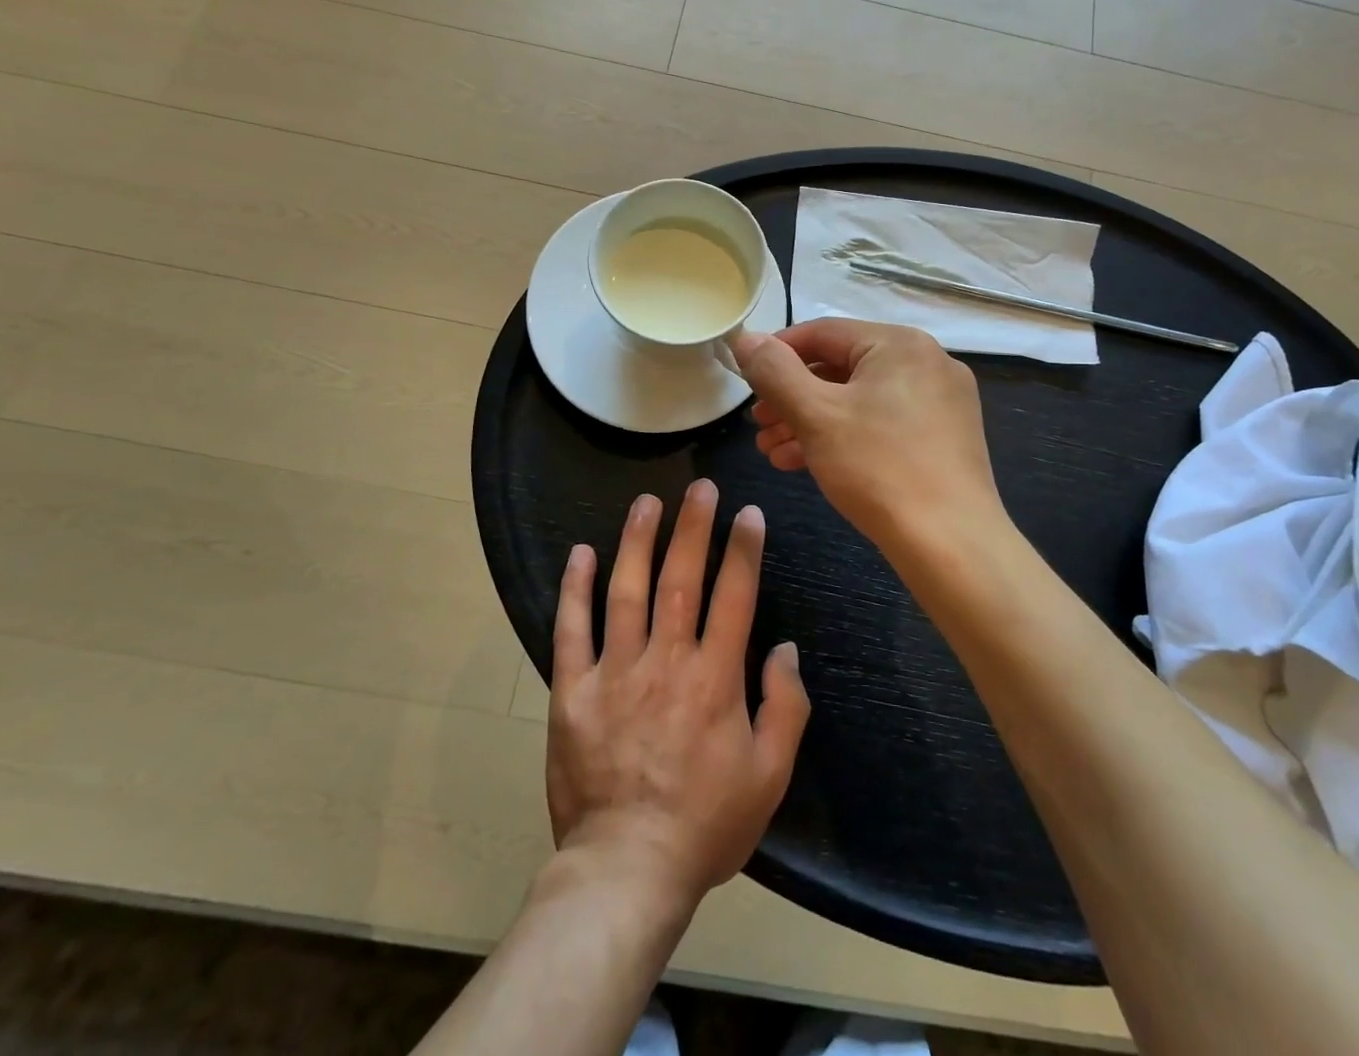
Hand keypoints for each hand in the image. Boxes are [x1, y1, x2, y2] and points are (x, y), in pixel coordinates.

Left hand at [546, 481, 808, 908]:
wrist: (626, 870)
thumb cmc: (706, 824)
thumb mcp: (770, 776)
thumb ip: (786, 707)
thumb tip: (785, 649)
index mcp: (715, 678)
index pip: (734, 596)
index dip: (743, 550)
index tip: (748, 513)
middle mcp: (666, 661)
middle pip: (681, 579)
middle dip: (693, 527)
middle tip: (701, 488)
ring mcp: (615, 673)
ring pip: (627, 591)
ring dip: (637, 541)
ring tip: (646, 502)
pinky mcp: (573, 692)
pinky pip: (572, 631)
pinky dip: (575, 590)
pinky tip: (581, 553)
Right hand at [735, 319, 1004, 555]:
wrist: (950, 544)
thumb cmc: (878, 468)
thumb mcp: (816, 415)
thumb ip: (775, 372)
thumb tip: (746, 338)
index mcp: (900, 344)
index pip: (823, 333)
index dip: (777, 353)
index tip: (745, 380)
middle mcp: (926, 363)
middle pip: (841, 367)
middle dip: (791, 397)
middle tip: (758, 424)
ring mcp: (939, 402)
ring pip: (859, 400)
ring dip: (810, 421)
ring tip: (771, 450)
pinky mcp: (942, 438)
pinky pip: (881, 423)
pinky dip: (842, 437)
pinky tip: (805, 463)